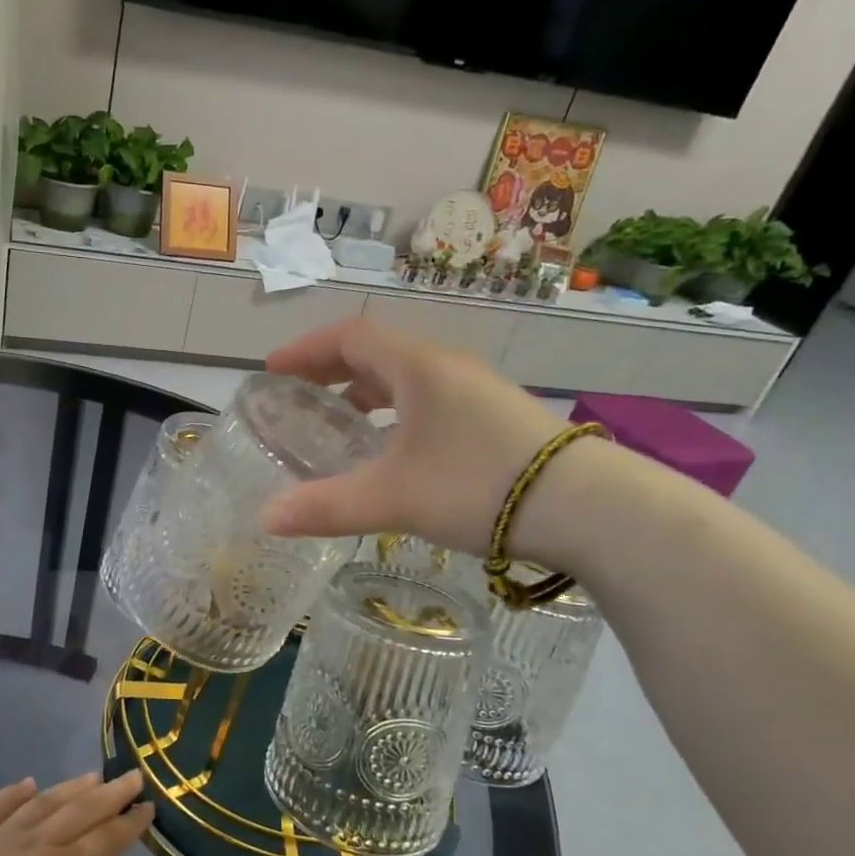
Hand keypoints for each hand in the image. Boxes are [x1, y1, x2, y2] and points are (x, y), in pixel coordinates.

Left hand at [0, 770, 152, 855]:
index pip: (106, 841)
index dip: (130, 823)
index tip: (148, 806)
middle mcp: (36, 845)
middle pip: (80, 811)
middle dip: (110, 794)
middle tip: (132, 776)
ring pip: (42, 803)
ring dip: (70, 788)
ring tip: (91, 776)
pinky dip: (14, 792)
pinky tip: (28, 783)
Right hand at [261, 318, 573, 560]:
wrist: (589, 507)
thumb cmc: (478, 485)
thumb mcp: (393, 498)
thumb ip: (325, 506)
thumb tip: (265, 519)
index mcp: (417, 367)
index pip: (349, 336)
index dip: (305, 349)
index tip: (273, 372)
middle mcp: (446, 368)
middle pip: (377, 352)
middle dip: (330, 370)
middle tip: (296, 396)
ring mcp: (475, 391)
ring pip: (405, 377)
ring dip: (365, 391)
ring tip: (339, 422)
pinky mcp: (495, 417)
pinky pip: (429, 399)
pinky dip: (395, 412)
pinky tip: (394, 449)